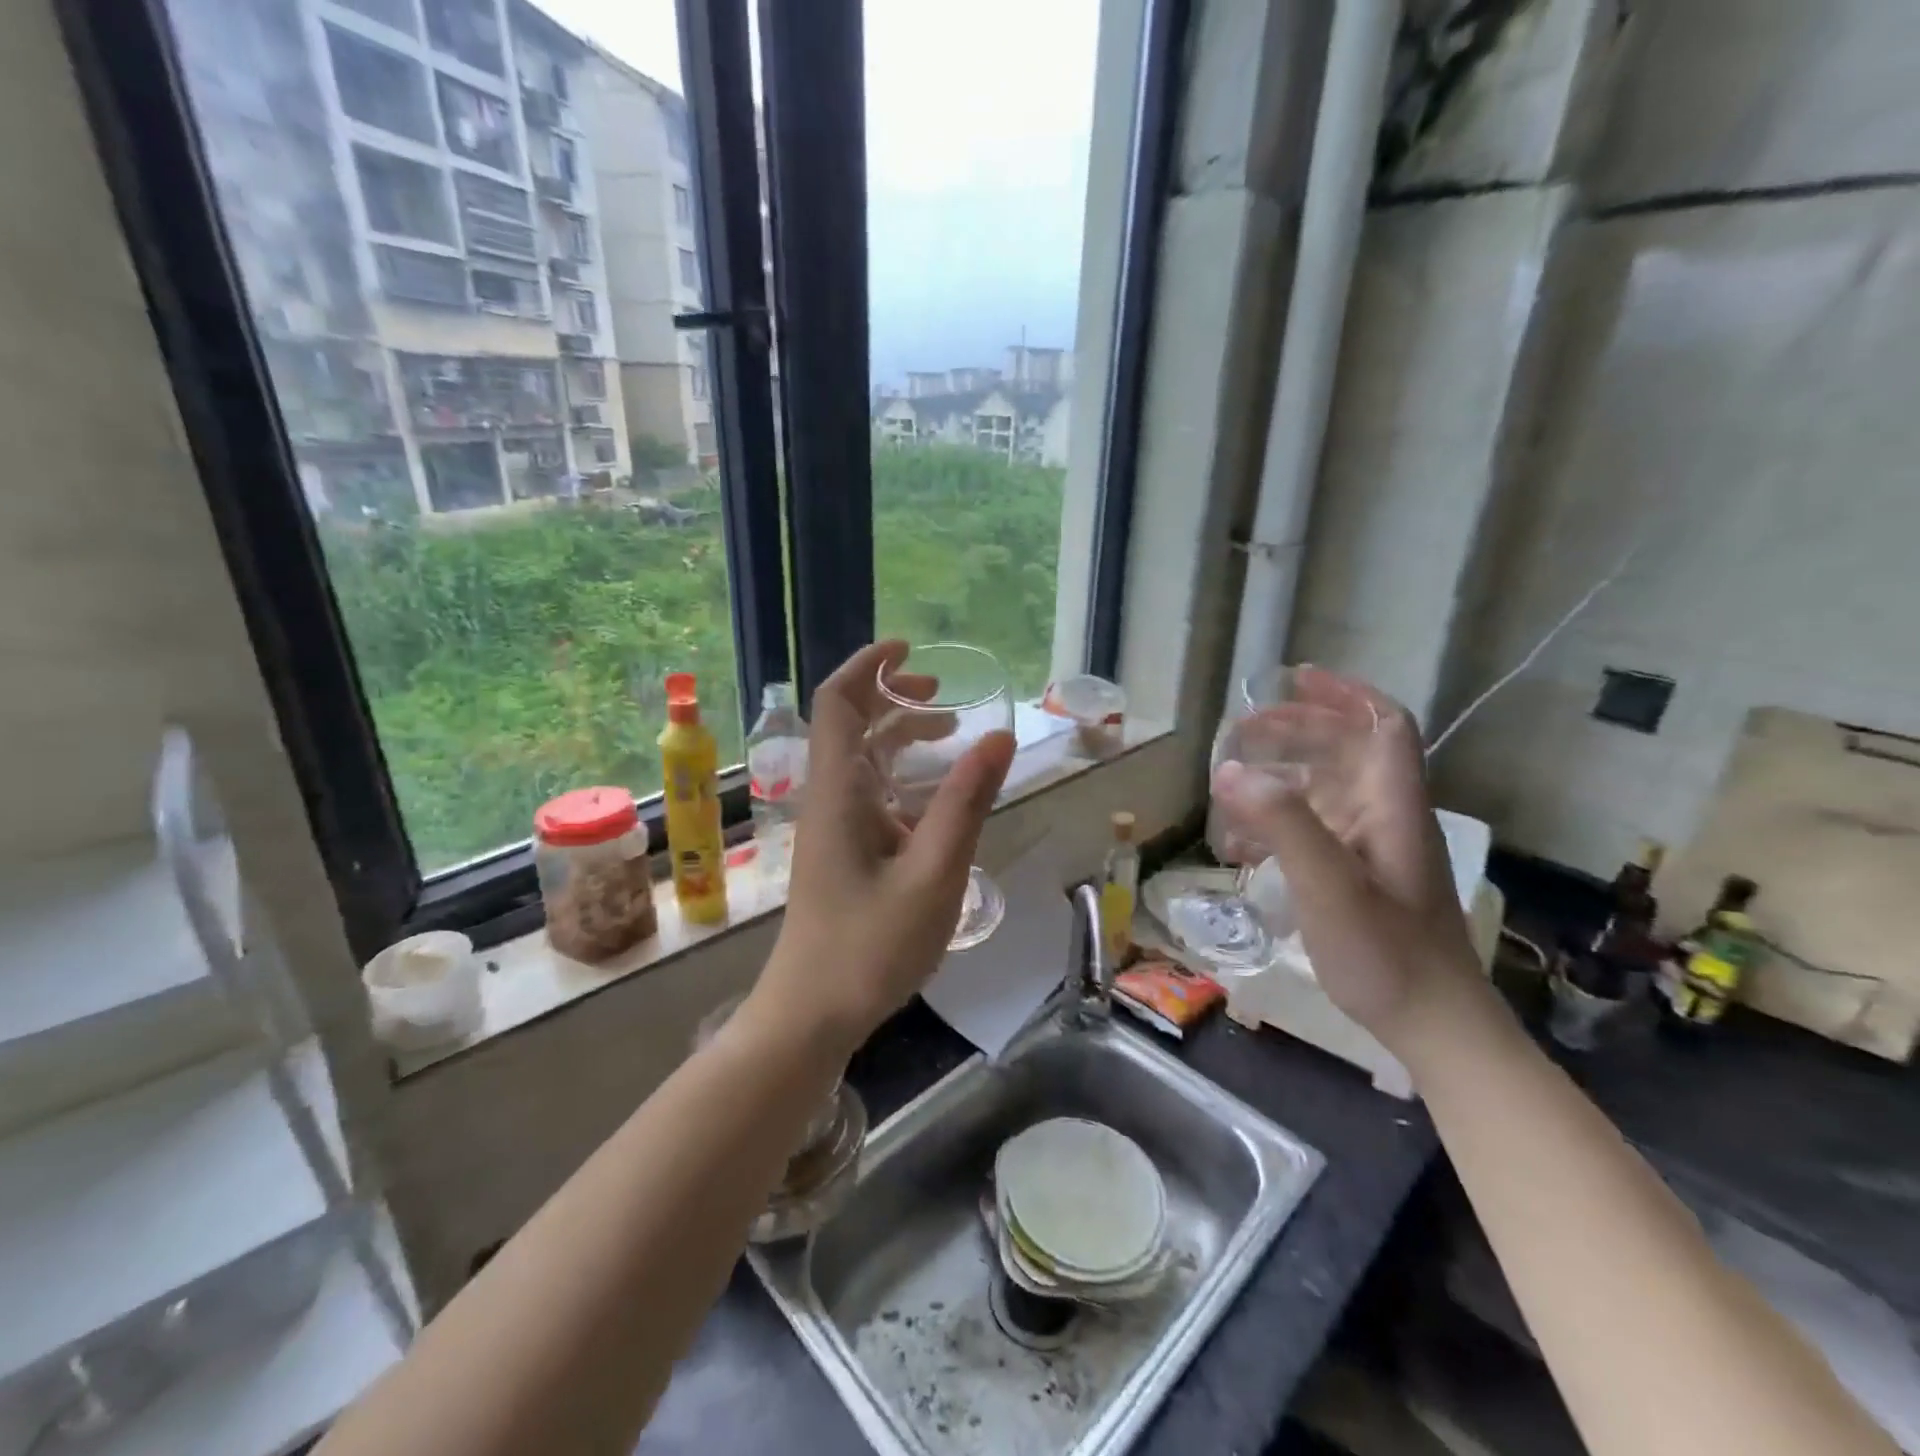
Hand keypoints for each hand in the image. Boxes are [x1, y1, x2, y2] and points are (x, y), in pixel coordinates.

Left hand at [750, 641, 1015, 1055]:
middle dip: (893, 696)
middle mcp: (829, 798)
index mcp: (839, 791)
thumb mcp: (934, 872)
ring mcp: (832, 827)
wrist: (811, 1013)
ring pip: (862, 760)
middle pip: (850, 724)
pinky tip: (935, 795)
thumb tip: (999, 737)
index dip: (869, 666)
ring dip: (900, 736)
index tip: (909, 648)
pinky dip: (901, 776)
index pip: (838, 703)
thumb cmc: (870, 946)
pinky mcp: (841, 853)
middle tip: (943, 693)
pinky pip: (869, 794)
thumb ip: (966, 802)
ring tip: (950, 732)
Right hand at [1210, 667, 1483, 1054]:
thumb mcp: (1329, 887)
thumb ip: (1284, 824)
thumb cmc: (1386, 955)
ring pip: (1328, 789)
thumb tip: (1230, 770)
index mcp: (1392, 808)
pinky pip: (1318, 829)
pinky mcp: (1362, 877)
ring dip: (1282, 776)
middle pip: (1348, 751)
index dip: (1344, 694)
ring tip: (1234, 784)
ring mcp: (1376, 849)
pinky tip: (1246, 846)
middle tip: (1241, 732)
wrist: (1434, 1026)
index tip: (1297, 679)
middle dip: (1296, 731)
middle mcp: (1388, 818)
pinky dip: (1280, 822)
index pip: (1383, 726)